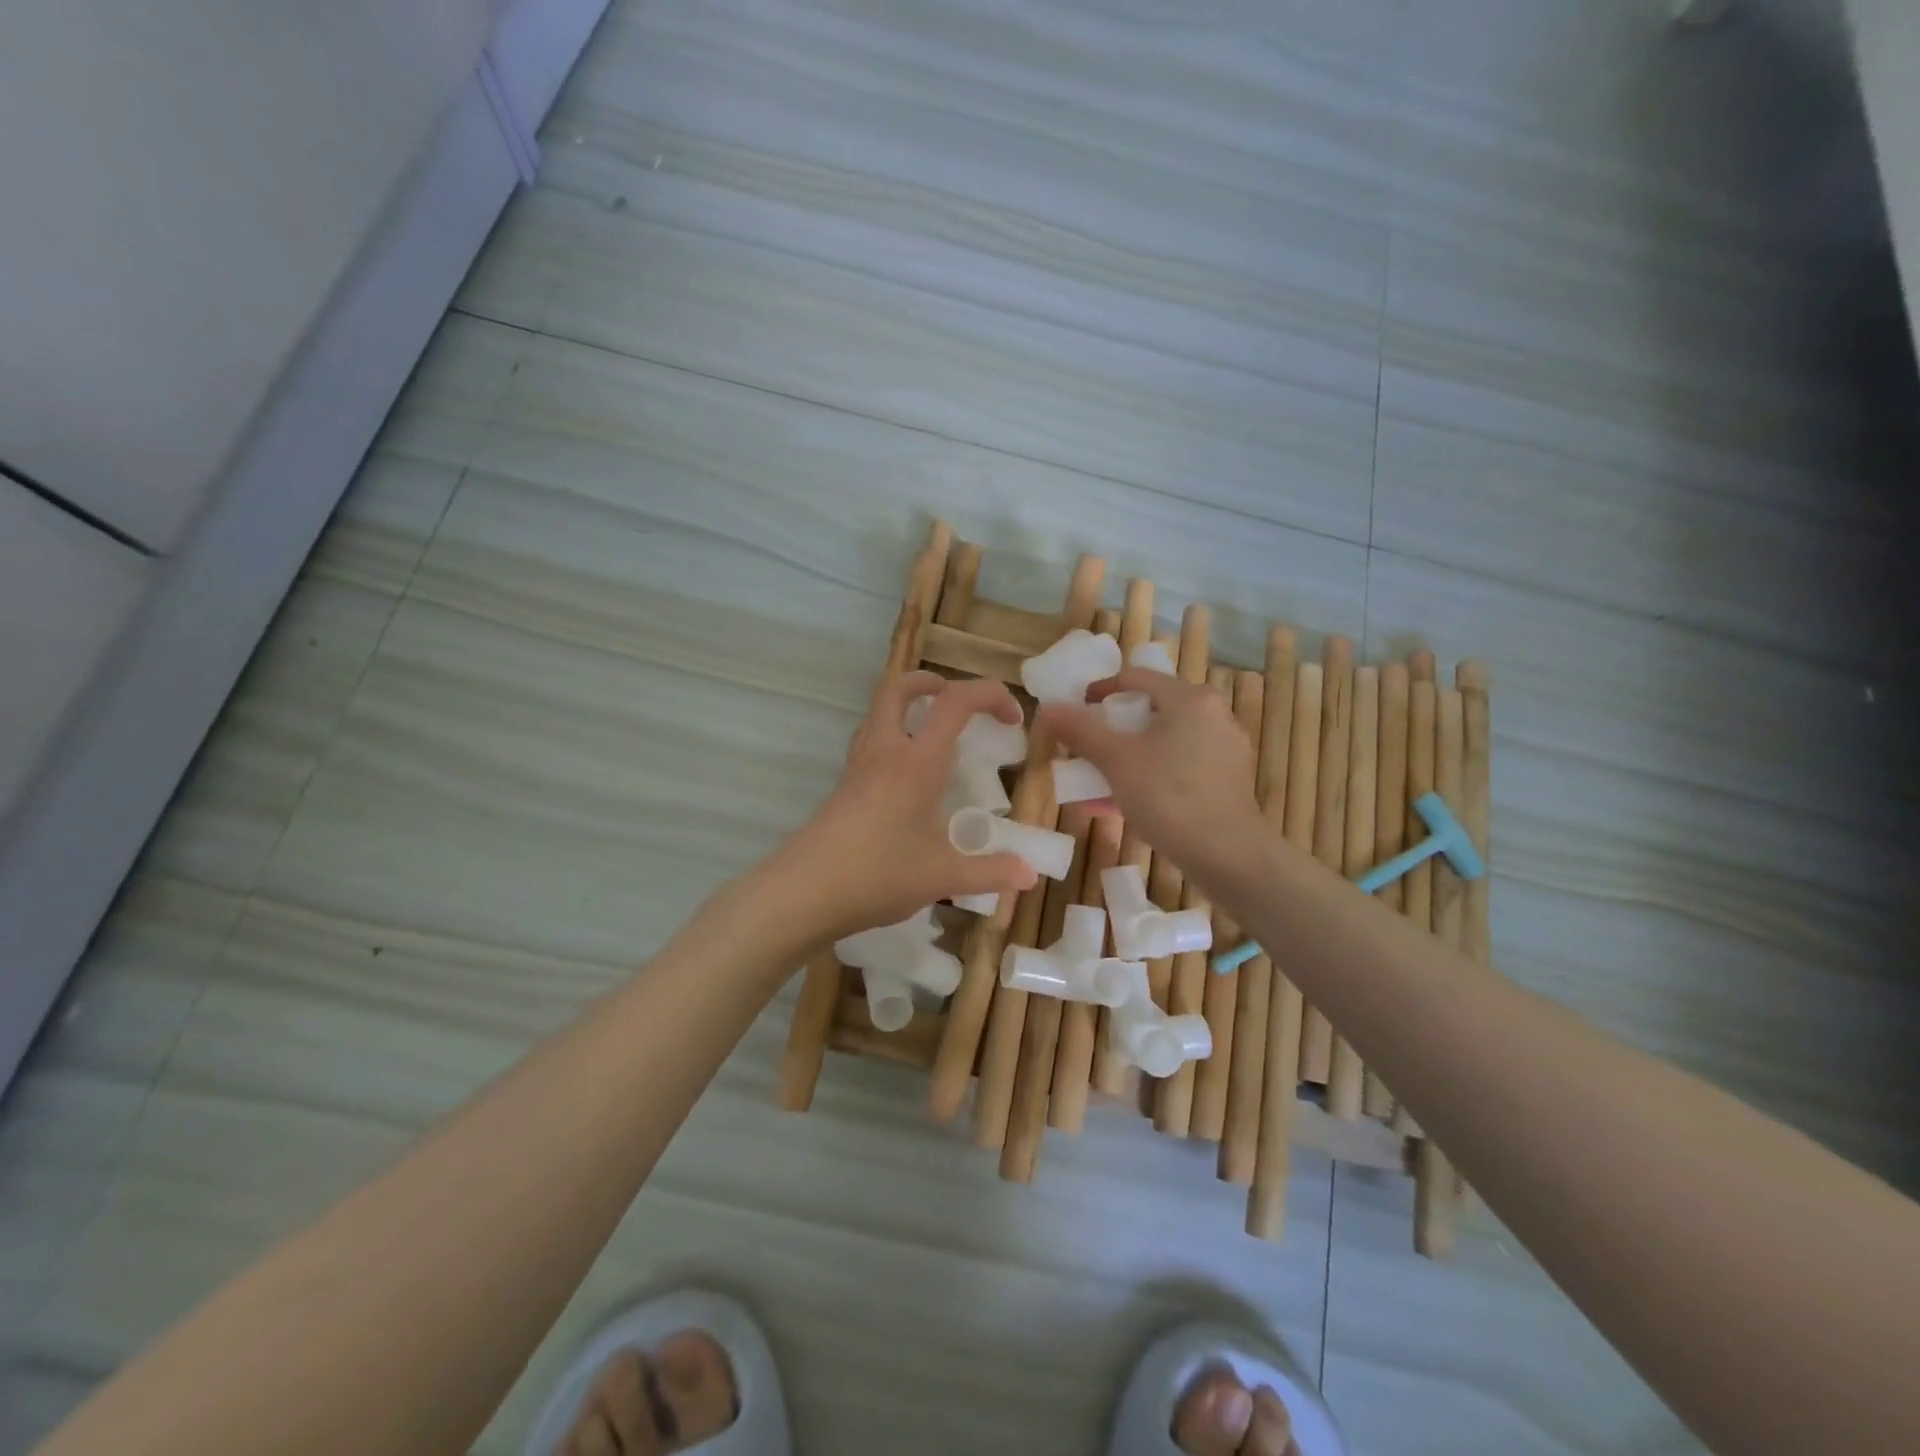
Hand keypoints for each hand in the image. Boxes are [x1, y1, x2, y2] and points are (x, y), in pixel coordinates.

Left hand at [777, 671, 1038, 940]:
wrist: (802, 893)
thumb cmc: (877, 875)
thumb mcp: (942, 877)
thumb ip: (990, 873)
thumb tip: (1029, 875)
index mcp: (916, 762)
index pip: (955, 703)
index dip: (990, 695)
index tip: (1012, 718)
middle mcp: (884, 752)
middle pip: (898, 688)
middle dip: (931, 683)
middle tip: (956, 701)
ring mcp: (857, 767)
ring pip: (877, 713)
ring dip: (907, 708)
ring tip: (933, 735)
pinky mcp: (842, 787)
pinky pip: (868, 742)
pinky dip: (891, 738)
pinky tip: (905, 778)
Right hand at [1038, 667, 1260, 874]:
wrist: (1228, 855)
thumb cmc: (1169, 795)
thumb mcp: (1116, 761)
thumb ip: (1081, 732)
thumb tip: (1048, 708)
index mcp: (1189, 699)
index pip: (1136, 678)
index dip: (1100, 690)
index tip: (1076, 709)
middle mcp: (1212, 716)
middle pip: (1150, 712)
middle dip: (1111, 732)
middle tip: (1084, 748)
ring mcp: (1223, 751)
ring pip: (1162, 745)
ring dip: (1125, 760)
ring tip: (1092, 782)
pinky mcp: (1225, 782)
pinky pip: (1176, 769)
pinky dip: (1147, 778)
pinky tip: (1117, 805)